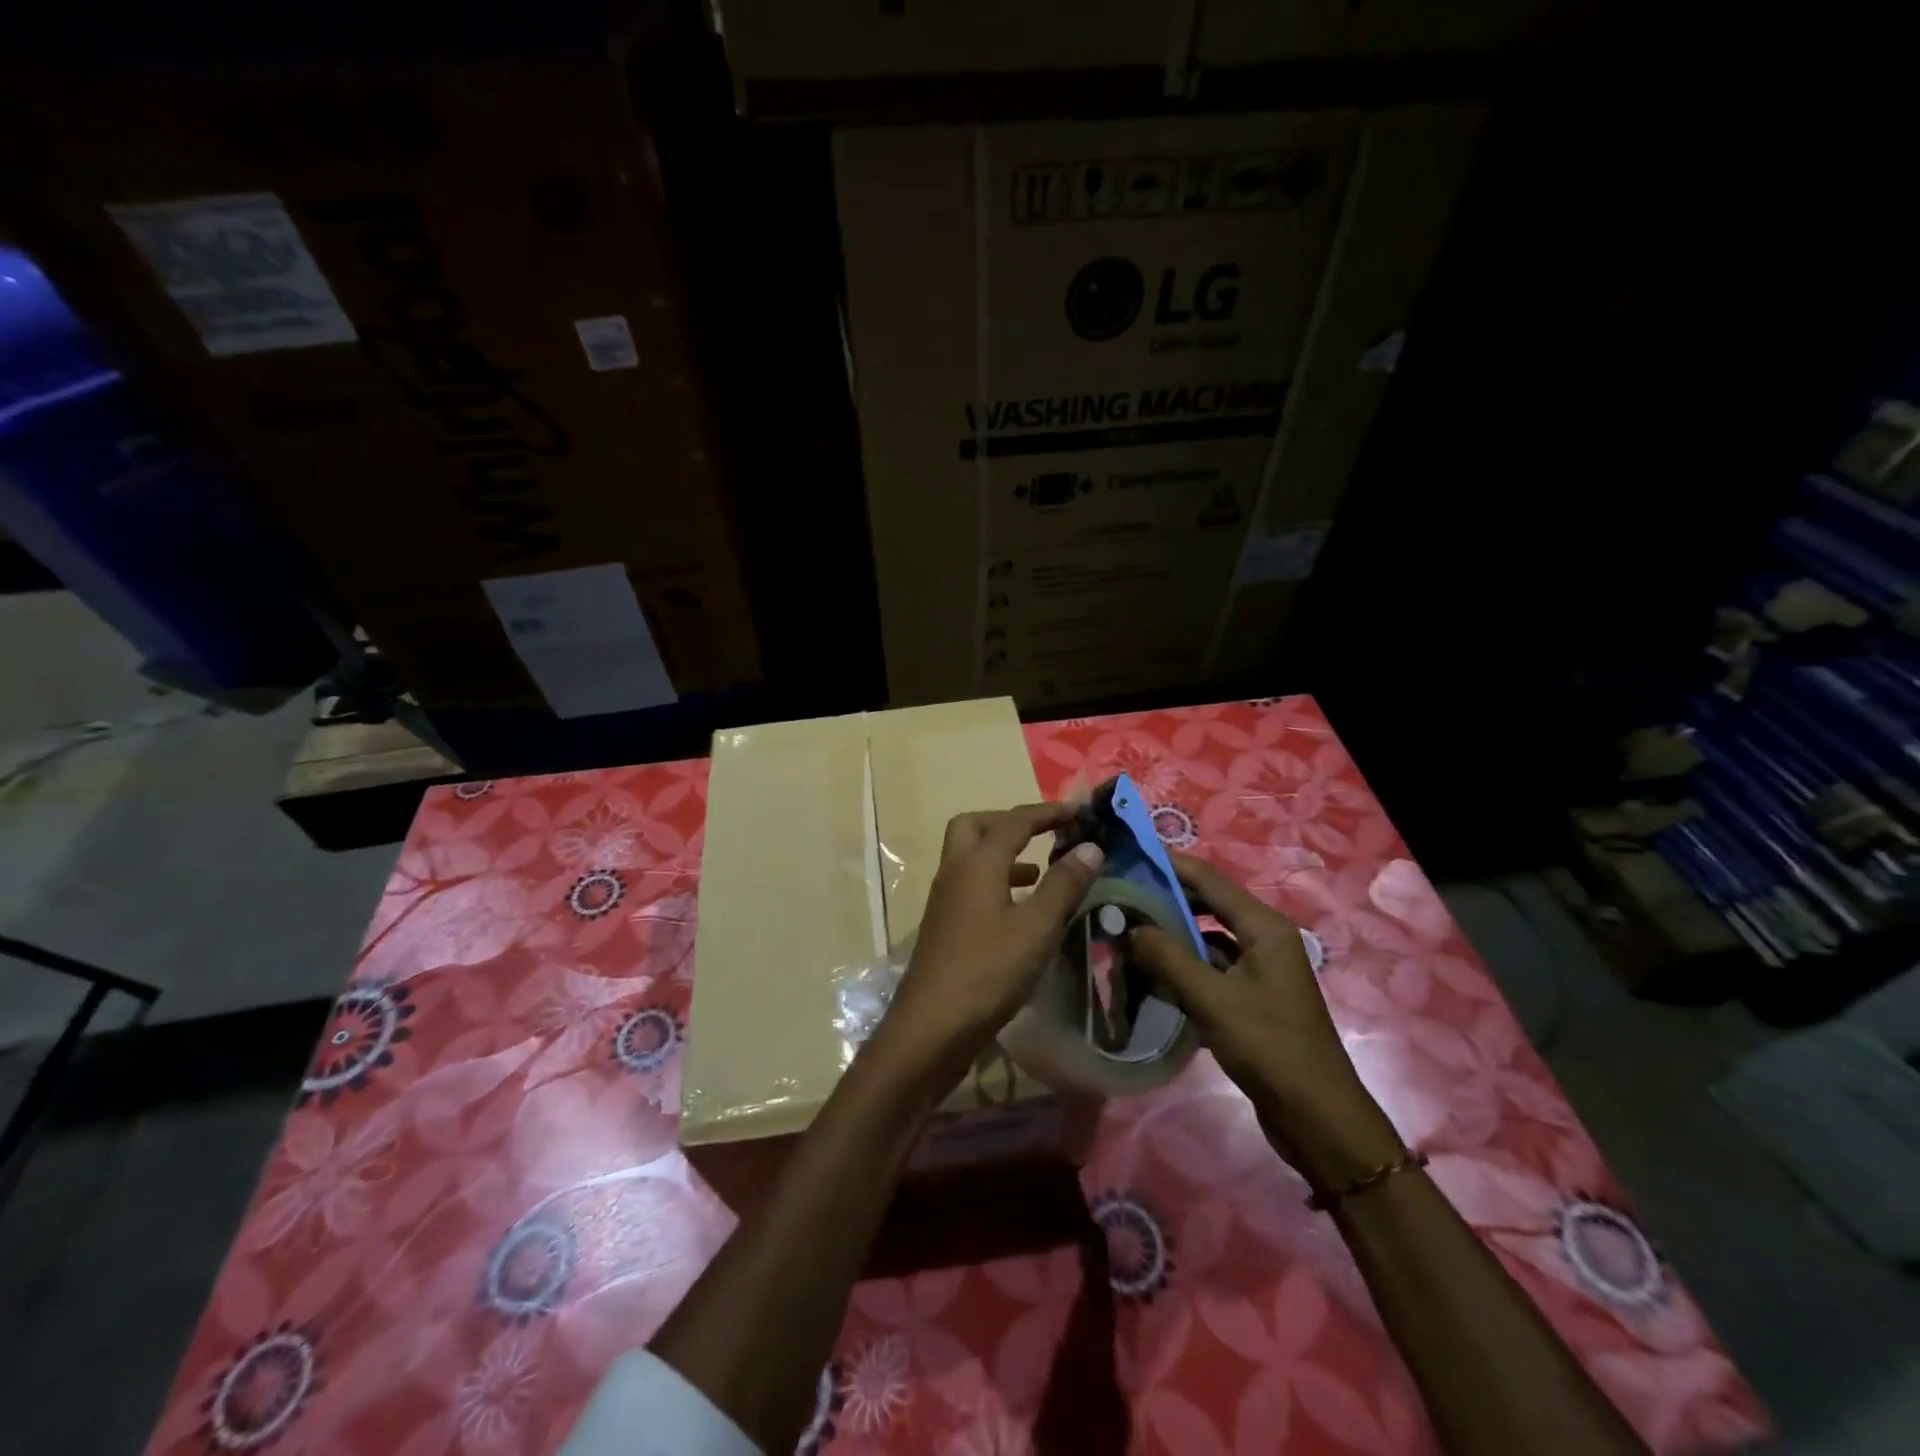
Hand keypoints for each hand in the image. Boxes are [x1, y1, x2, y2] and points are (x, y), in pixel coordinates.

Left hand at [878, 803, 1105, 1079]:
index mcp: (977, 863)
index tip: (1079, 811)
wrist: (931, 1027)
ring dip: (1003, 855)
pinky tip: (1020, 911)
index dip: (1048, 812)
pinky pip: (971, 886)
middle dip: (1010, 823)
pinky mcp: (944, 926)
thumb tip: (1091, 846)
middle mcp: (955, 872)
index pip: (1014, 821)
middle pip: (976, 826)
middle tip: (1043, 835)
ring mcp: (945, 900)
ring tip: (1040, 872)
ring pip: (971, 857)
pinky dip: (996, 884)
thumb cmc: (988, 971)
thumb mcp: (1037, 927)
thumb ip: (1064, 884)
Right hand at [1129, 852, 1403, 1192]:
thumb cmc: (1269, 1048)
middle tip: (1119, 896)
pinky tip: (1151, 974)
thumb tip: (1130, 926)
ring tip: (1127, 932)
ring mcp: (1259, 968)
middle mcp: (1264, 938)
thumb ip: (1168, 957)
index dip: (1169, 864)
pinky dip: (1183, 966)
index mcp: (1264, 926)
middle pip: (1207, 904)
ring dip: (1171, 936)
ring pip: (1206, 938)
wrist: (1317, 1117)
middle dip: (1165, 899)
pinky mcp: (1251, 996)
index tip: (1129, 853)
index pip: (1209, 878)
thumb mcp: (1212, 999)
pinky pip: (1211, 967)